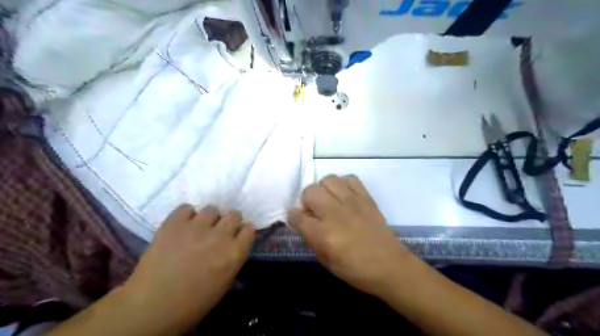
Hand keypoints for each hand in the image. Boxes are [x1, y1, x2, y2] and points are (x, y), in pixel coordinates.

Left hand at [123, 206, 254, 329]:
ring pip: (212, 209)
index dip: (244, 231)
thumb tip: (234, 242)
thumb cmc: (193, 302)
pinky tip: (182, 226)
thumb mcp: (225, 282)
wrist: (152, 305)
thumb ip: (233, 257)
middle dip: (230, 221)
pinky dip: (186, 215)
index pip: (249, 229)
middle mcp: (219, 236)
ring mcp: (196, 227)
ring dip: (209, 218)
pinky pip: (186, 208)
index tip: (238, 235)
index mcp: (234, 253)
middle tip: (220, 230)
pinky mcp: (174, 224)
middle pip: (234, 214)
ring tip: (199, 228)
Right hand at [287, 176, 410, 296]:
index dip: (292, 215)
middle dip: (306, 200)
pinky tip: (345, 196)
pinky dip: (344, 184)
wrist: (390, 266)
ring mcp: (352, 202)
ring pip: (328, 179)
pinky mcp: (366, 198)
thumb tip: (303, 221)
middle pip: (310, 191)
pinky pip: (350, 178)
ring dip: (323, 189)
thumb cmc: (356, 270)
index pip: (297, 216)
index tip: (295, 217)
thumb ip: (311, 238)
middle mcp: (335, 214)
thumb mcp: (326, 261)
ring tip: (329, 200)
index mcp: (324, 235)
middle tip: (314, 210)